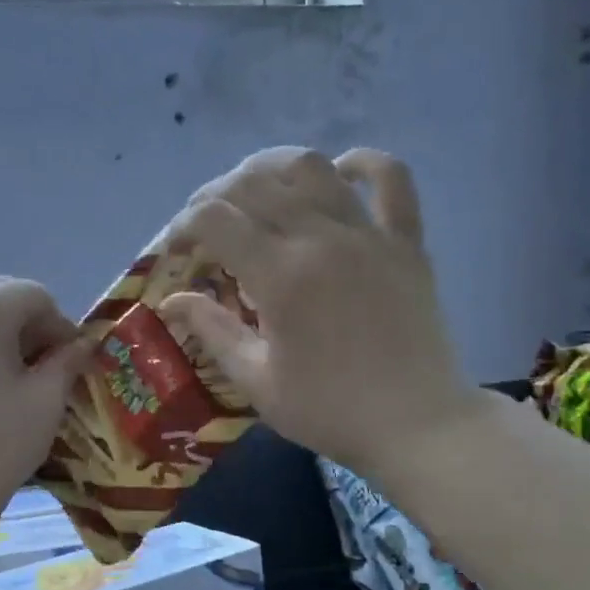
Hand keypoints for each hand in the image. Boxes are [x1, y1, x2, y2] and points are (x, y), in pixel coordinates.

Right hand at [157, 148, 484, 475]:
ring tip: (254, 192)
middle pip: (254, 183)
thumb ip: (212, 330)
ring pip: (311, 167)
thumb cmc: (329, 410)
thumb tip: (171, 300)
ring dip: (271, 168)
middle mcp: (321, 239)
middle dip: (214, 196)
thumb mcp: (256, 381)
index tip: (174, 249)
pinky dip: (361, 163)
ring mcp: (369, 234)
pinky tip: (337, 172)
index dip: (182, 225)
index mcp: (280, 277)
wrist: (418, 425)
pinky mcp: (406, 241)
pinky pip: (391, 178)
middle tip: (204, 226)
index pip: (215, 219)